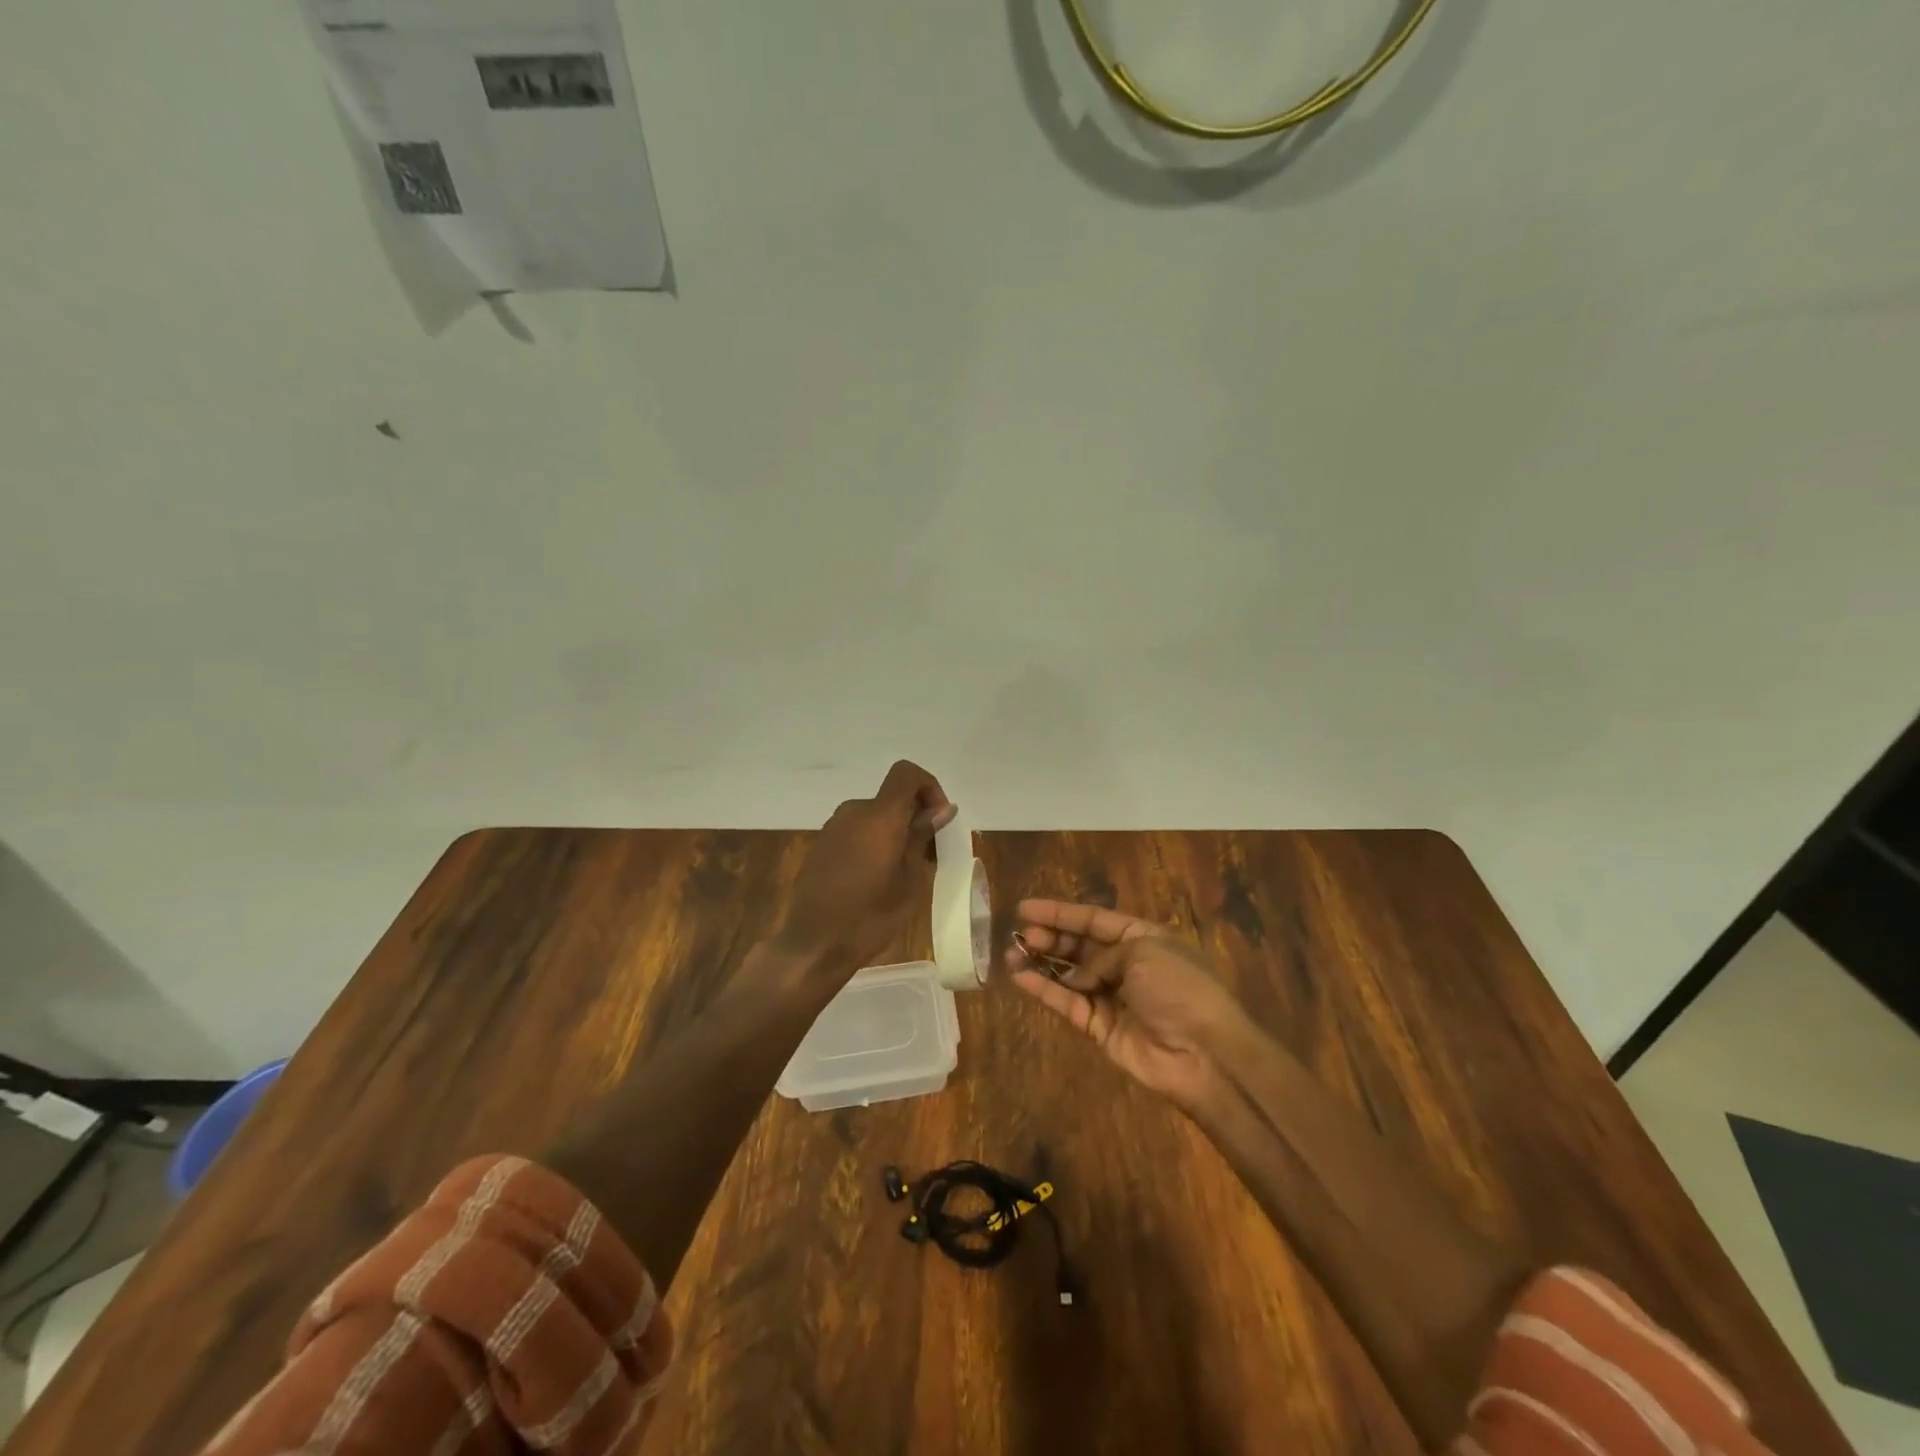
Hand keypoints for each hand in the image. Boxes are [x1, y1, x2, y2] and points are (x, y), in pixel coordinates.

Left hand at [774, 760, 955, 977]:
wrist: (813, 945)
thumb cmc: (870, 917)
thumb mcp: (909, 881)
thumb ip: (922, 838)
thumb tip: (941, 809)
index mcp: (879, 817)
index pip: (906, 773)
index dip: (928, 787)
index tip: (938, 819)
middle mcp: (853, 812)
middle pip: (891, 797)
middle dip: (914, 816)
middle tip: (929, 855)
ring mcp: (833, 828)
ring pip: (874, 816)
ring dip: (894, 831)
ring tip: (904, 871)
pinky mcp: (821, 845)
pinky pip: (856, 831)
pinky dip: (874, 842)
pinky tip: (876, 878)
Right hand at [1006, 899, 1250, 1110]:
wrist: (1205, 1054)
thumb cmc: (1179, 988)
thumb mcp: (1143, 952)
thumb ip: (1101, 957)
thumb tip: (1079, 977)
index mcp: (1143, 938)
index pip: (1094, 919)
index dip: (1060, 913)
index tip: (1025, 908)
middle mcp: (1125, 965)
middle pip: (1079, 946)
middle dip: (1050, 937)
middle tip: (1021, 934)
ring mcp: (1112, 997)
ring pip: (1068, 975)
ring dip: (1041, 963)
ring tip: (1012, 953)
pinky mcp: (1100, 1029)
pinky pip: (1068, 1004)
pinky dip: (1044, 991)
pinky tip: (1021, 978)